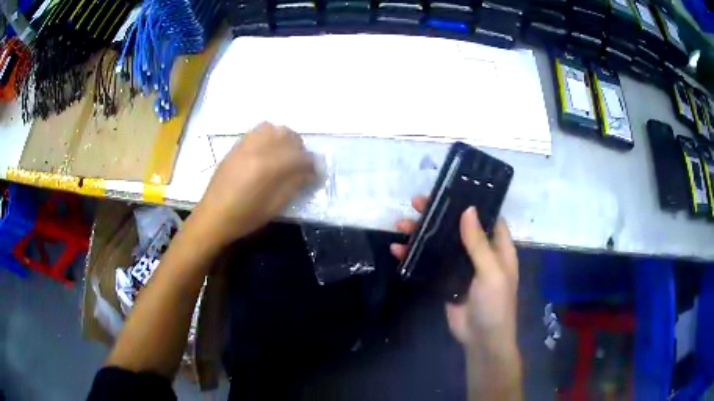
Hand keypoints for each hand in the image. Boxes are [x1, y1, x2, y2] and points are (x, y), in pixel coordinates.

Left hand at [192, 122, 315, 246]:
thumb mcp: (274, 206)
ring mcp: (245, 145)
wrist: (213, 216)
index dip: (312, 164)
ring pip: (273, 128)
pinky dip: (268, 136)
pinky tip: (267, 151)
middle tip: (299, 164)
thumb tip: (310, 172)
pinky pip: (257, 131)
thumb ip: (294, 185)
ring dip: (283, 138)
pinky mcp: (236, 146)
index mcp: (268, 167)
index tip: (315, 174)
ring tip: (283, 154)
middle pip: (288, 135)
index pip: (300, 156)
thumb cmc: (245, 217)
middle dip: (299, 148)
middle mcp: (258, 149)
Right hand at [390, 197, 518, 352]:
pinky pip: (430, 262)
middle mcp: (480, 252)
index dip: (471, 202)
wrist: (481, 339)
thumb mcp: (491, 272)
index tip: (451, 189)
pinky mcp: (446, 279)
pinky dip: (414, 255)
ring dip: (421, 233)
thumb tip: (468, 209)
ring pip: (441, 243)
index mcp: (498, 247)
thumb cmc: (495, 304)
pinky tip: (397, 250)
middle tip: (416, 202)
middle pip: (458, 227)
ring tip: (400, 224)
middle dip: (438, 214)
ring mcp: (461, 266)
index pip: (487, 217)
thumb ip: (478, 243)